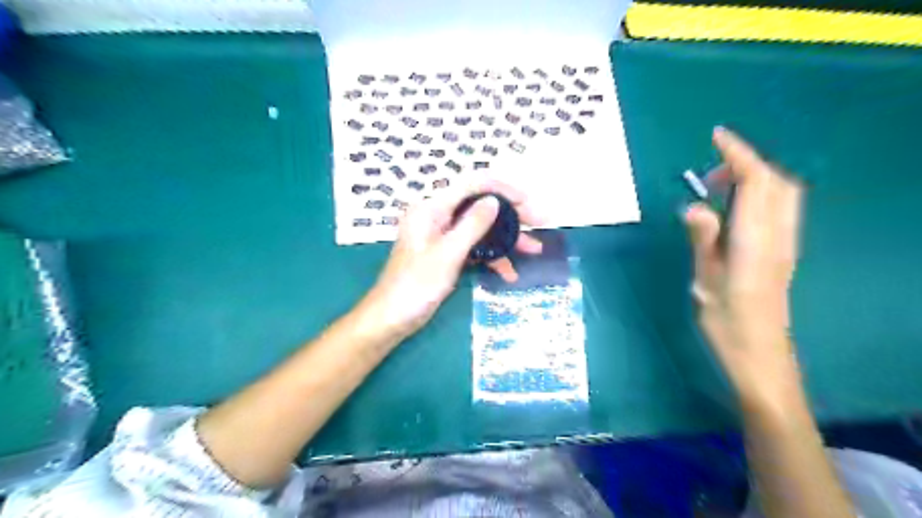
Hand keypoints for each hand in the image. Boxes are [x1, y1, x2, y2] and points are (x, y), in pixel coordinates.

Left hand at [356, 175, 541, 340]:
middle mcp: (438, 217)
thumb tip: (495, 201)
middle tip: (540, 223)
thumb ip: (472, 226)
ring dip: (506, 239)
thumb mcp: (447, 254)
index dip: (503, 189)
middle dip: (511, 215)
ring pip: (481, 229)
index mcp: (432, 209)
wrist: (391, 319)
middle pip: (480, 206)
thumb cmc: (415, 286)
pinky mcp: (447, 255)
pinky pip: (474, 248)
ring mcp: (443, 237)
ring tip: (535, 250)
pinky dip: (491, 258)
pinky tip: (509, 273)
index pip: (472, 186)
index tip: (528, 201)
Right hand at [683, 128, 808, 409]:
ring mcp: (783, 244)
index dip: (738, 154)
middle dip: (747, 164)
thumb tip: (694, 206)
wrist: (760, 353)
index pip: (756, 182)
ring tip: (717, 188)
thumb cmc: (727, 320)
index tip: (716, 137)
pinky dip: (758, 196)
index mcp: (755, 239)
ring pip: (781, 194)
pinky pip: (777, 210)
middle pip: (776, 182)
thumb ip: (703, 240)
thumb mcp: (706, 280)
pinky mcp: (781, 253)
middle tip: (710, 173)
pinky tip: (733, 211)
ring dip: (754, 179)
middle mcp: (777, 236)